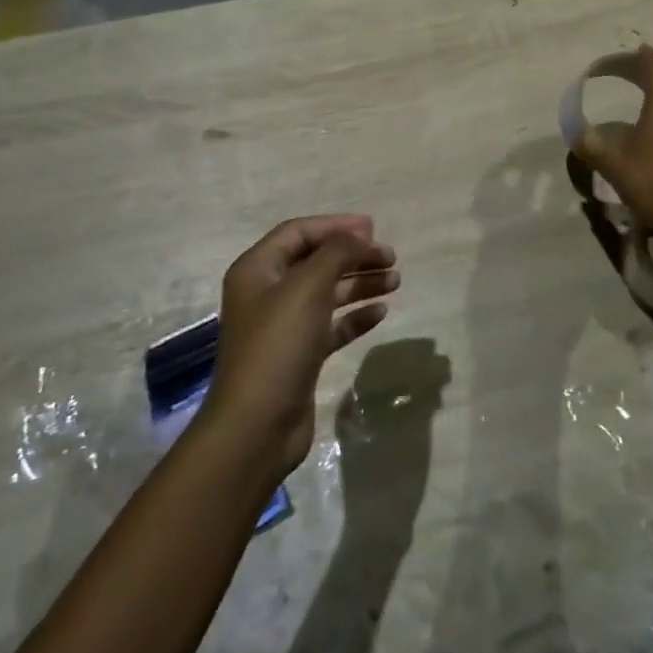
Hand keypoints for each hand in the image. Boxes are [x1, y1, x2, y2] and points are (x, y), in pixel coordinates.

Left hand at [203, 216, 400, 481]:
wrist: (257, 426)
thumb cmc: (278, 345)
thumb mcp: (308, 286)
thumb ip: (337, 252)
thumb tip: (359, 235)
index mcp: (257, 270)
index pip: (299, 233)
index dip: (336, 226)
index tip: (373, 229)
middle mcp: (267, 293)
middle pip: (316, 261)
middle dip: (354, 256)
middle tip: (391, 257)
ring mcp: (283, 326)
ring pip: (327, 293)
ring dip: (360, 283)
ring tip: (395, 281)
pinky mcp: (299, 355)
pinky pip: (331, 325)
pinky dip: (355, 316)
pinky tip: (380, 313)